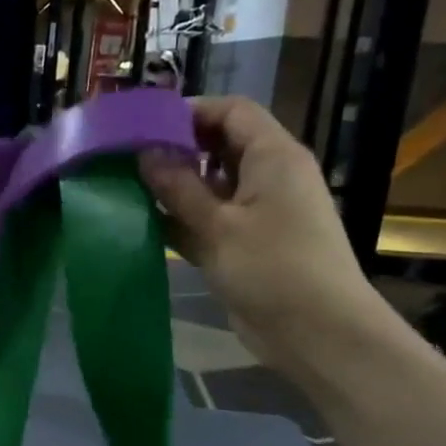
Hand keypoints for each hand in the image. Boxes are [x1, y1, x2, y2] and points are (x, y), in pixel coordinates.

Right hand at [140, 97, 392, 366]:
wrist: (317, 334)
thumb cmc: (272, 269)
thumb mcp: (218, 225)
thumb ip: (178, 187)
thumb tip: (144, 152)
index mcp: (273, 157)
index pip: (232, 112)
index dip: (190, 111)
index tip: (144, 124)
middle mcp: (268, 177)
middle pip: (219, 146)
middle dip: (175, 149)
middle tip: (127, 158)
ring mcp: (258, 213)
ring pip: (211, 186)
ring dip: (174, 188)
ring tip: (127, 188)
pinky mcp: (246, 245)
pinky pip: (210, 220)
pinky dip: (182, 220)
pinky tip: (144, 225)